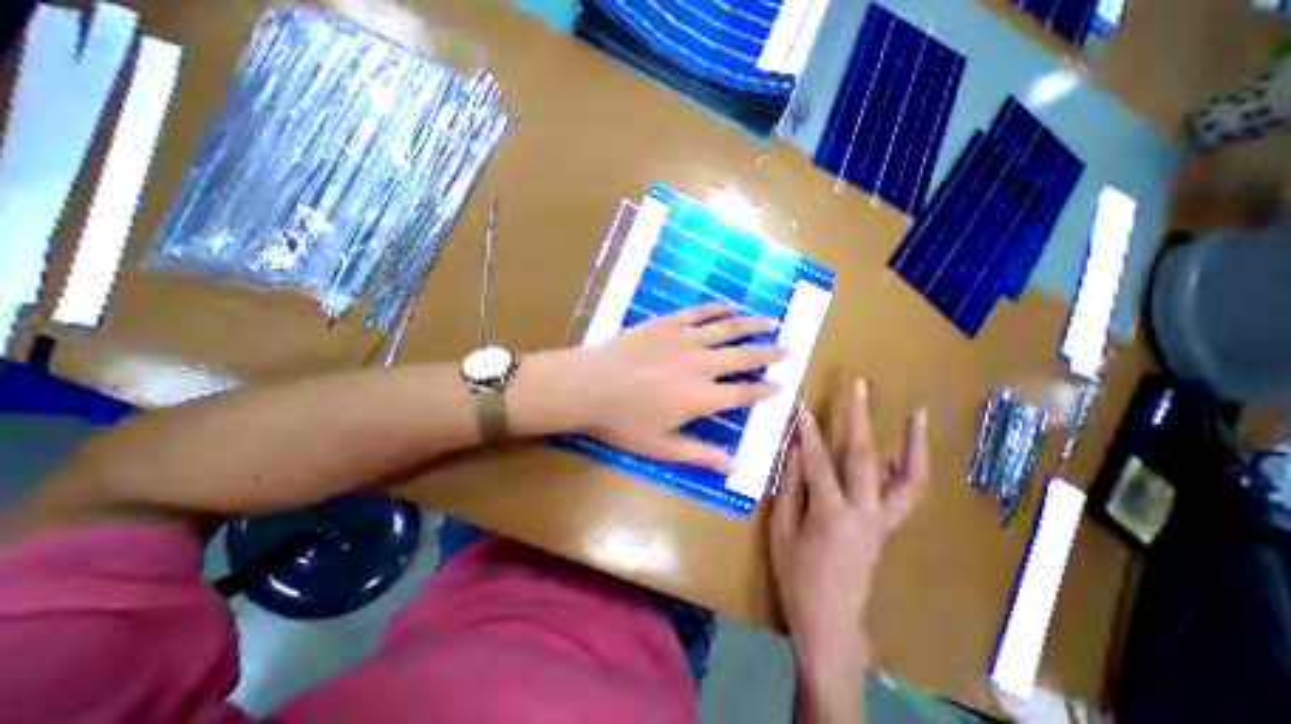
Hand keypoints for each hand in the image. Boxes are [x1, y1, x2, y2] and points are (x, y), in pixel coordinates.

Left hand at [567, 303, 787, 469]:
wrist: (588, 385)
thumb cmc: (623, 421)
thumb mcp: (661, 447)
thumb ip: (700, 454)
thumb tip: (735, 465)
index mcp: (702, 397)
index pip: (744, 393)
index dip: (765, 389)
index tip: (783, 382)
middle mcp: (701, 365)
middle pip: (744, 356)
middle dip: (770, 352)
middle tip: (789, 346)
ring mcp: (684, 340)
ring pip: (727, 328)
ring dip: (751, 325)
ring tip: (771, 320)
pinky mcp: (667, 323)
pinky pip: (699, 312)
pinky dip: (717, 308)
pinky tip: (730, 305)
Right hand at [764, 381, 927, 669]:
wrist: (831, 622)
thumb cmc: (797, 577)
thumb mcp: (782, 530)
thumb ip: (791, 487)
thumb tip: (794, 450)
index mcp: (831, 515)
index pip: (818, 461)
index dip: (809, 431)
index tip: (803, 405)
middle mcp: (865, 514)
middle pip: (865, 457)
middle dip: (860, 418)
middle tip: (860, 387)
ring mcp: (883, 522)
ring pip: (908, 479)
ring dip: (913, 444)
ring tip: (917, 415)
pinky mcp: (888, 528)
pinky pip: (905, 494)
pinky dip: (906, 468)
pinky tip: (900, 450)